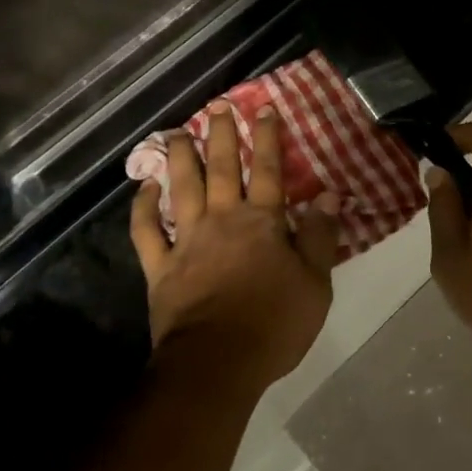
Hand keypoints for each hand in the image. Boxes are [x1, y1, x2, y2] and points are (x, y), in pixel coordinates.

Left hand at [130, 103, 340, 388]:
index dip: (268, 138)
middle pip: (223, 169)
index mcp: (262, 222)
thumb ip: (320, 236)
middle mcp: (223, 220)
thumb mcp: (315, 283)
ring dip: (179, 159)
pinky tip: (143, 189)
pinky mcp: (161, 267)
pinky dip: (143, 209)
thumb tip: (329, 195)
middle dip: (222, 136)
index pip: (269, 170)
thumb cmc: (274, 324)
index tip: (264, 109)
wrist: (218, 363)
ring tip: (176, 133)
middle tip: (217, 107)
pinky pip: (147, 231)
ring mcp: (188, 241)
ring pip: (182, 189)